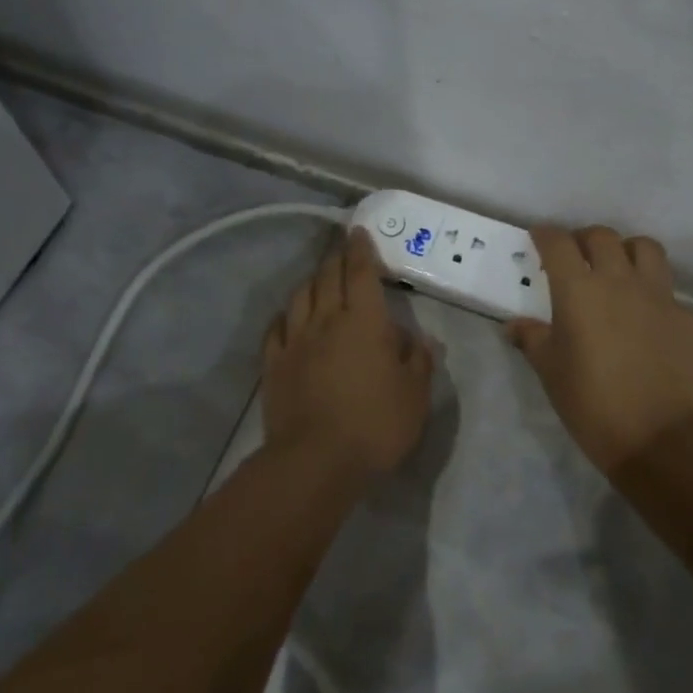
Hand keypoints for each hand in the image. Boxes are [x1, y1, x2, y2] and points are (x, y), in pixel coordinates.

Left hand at [263, 227, 433, 474]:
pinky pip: (276, 329)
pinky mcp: (274, 366)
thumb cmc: (376, 424)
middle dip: (336, 258)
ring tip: (318, 278)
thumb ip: (418, 360)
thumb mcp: (415, 394)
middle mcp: (326, 321)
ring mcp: (295, 342)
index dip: (360, 249)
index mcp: (364, 322)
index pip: (361, 273)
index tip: (358, 232)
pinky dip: (285, 316)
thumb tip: (418, 337)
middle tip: (342, 248)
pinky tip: (288, 317)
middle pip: (328, 278)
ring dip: (311, 281)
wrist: (316, 460)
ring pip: (300, 297)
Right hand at [506, 225, 692, 473]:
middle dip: (585, 239)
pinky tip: (651, 327)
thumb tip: (514, 325)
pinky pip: (672, 297)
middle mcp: (621, 281)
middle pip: (603, 237)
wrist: (658, 439)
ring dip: (628, 252)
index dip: (546, 235)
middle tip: (577, 257)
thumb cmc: (591, 403)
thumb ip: (532, 339)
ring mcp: (662, 298)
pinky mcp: (691, 320)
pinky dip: (656, 301)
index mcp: (580, 290)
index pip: (559, 243)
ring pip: (647, 250)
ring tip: (620, 271)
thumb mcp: (550, 372)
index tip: (539, 238)